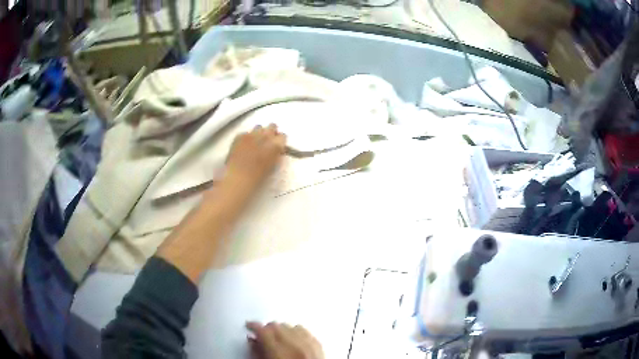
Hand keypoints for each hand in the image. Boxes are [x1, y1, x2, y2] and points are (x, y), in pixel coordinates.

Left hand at [225, 124, 286, 193]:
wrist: (238, 177)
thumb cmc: (258, 176)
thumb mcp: (273, 166)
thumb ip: (276, 154)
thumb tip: (277, 150)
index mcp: (276, 145)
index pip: (283, 136)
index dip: (280, 141)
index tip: (277, 145)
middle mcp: (265, 135)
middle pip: (272, 126)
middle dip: (271, 132)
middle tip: (267, 141)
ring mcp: (252, 134)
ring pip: (258, 127)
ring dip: (258, 133)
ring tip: (254, 142)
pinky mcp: (240, 135)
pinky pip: (246, 133)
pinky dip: (246, 138)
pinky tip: (243, 146)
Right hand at [246, 322, 324, 358]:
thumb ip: (257, 353)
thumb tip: (252, 342)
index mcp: (279, 353)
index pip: (263, 330)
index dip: (253, 327)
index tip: (249, 327)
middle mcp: (296, 346)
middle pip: (276, 326)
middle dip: (267, 330)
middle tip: (262, 337)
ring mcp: (309, 345)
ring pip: (290, 326)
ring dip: (282, 330)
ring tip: (277, 339)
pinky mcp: (319, 346)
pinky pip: (304, 331)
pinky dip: (296, 333)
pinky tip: (292, 340)